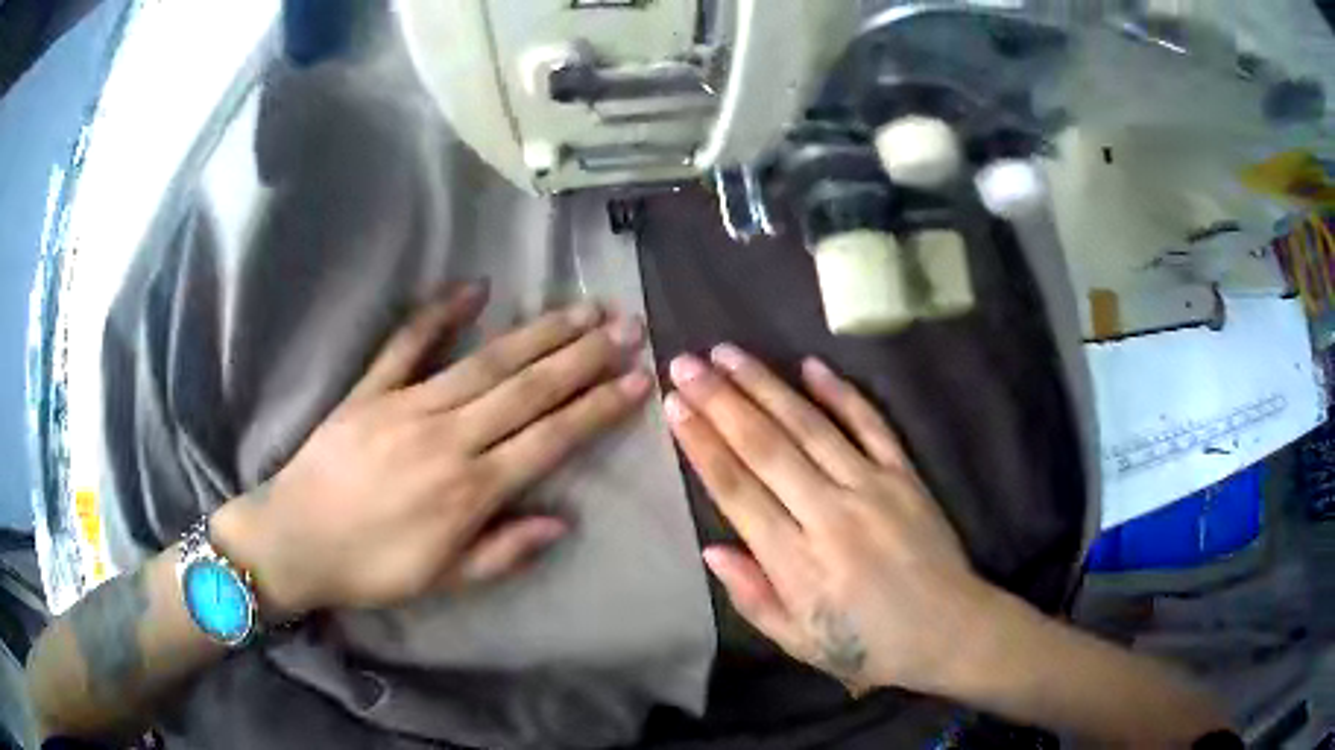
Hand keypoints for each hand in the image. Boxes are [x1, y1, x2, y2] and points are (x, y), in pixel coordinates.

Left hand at [214, 283, 652, 616]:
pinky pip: (408, 343)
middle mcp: (447, 437)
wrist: (295, 539)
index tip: (638, 380)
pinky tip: (475, 288)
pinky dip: (440, 312)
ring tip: (582, 308)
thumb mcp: (445, 580)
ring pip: (486, 361)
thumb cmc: (372, 567)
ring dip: (539, 333)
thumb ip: (505, 551)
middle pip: (528, 388)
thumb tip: (562, 521)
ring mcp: (407, 405)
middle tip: (627, 326)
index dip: (599, 408)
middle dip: (584, 356)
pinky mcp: (371, 389)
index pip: (551, 439)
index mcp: (469, 490)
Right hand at [663, 345, 995, 695]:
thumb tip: (711, 549)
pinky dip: (841, 393)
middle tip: (686, 363)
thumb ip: (752, 597)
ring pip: (809, 426)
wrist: (950, 631)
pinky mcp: (905, 475)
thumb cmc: (869, 645)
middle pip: (765, 447)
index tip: (675, 407)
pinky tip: (811, 364)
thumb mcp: (799, 641)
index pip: (736, 490)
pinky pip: (871, 425)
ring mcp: (872, 487)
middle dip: (720, 400)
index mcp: (796, 562)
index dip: (702, 445)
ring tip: (728, 353)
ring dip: (766, 385)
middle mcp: (830, 514)